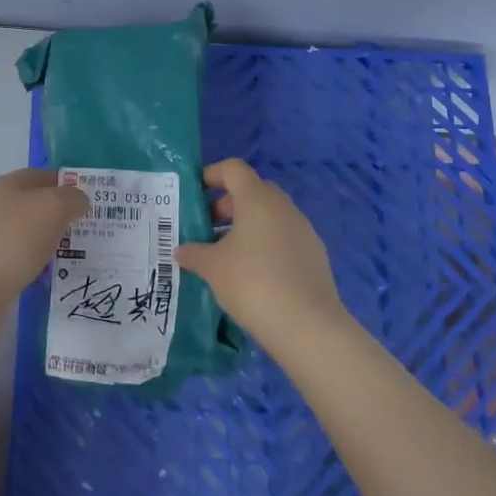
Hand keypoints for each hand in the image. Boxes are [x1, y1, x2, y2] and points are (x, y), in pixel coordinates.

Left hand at [0, 168, 89, 303]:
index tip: (88, 202)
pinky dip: (37, 264)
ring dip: (49, 242)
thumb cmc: (16, 237)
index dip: (67, 184)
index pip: (42, 175)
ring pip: (29, 233)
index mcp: (7, 184)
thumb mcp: (55, 206)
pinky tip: (50, 275)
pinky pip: (21, 258)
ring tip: (73, 255)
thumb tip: (78, 201)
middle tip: (85, 229)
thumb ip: (72, 198)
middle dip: (60, 215)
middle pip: (35, 205)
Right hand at [178, 158, 349, 350]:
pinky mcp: (315, 255)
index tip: (194, 195)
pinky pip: (284, 238)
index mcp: (258, 200)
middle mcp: (283, 207)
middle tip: (208, 229)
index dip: (212, 175)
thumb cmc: (253, 283)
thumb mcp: (213, 268)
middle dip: (228, 205)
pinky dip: (266, 245)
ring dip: (247, 227)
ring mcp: (303, 230)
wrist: (307, 325)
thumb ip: (194, 253)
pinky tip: (254, 275)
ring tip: (227, 255)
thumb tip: (181, 250)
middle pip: (252, 191)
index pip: (234, 169)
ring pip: (270, 216)